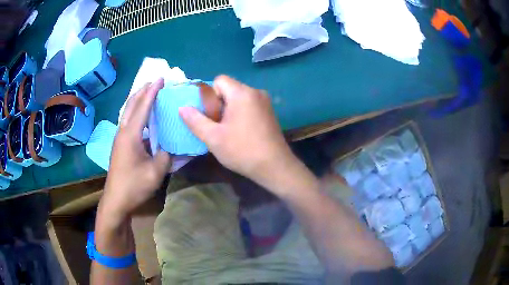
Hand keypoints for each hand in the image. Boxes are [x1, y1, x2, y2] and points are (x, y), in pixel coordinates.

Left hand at [101, 78, 170, 224]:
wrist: (116, 200)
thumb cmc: (134, 185)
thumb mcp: (156, 172)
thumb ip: (166, 155)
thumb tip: (172, 146)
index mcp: (131, 135)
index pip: (142, 107)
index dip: (152, 92)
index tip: (160, 79)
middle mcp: (123, 132)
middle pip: (131, 105)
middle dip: (142, 91)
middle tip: (154, 82)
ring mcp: (119, 138)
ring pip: (127, 112)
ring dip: (138, 100)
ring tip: (148, 93)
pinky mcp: (120, 145)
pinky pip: (128, 121)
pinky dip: (136, 112)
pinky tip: (143, 117)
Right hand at [179, 75, 295, 189]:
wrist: (275, 166)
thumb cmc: (242, 150)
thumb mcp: (213, 137)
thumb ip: (195, 120)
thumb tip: (182, 107)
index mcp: (242, 93)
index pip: (219, 80)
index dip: (210, 95)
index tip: (210, 115)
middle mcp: (256, 92)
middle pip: (229, 89)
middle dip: (218, 104)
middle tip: (217, 126)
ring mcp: (265, 102)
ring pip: (239, 98)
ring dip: (229, 111)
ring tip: (228, 131)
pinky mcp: (270, 112)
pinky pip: (249, 105)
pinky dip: (241, 114)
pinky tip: (241, 132)